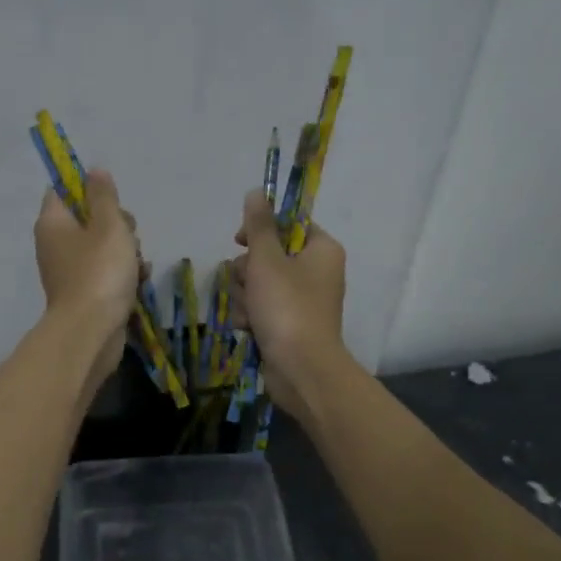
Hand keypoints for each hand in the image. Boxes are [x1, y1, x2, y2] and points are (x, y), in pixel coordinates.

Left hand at [35, 169, 144, 398]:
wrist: (91, 332)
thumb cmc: (99, 272)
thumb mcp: (108, 225)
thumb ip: (104, 196)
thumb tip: (94, 171)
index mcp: (53, 223)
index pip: (62, 190)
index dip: (88, 188)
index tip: (112, 199)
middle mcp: (55, 245)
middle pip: (88, 219)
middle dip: (117, 224)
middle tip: (128, 235)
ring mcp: (70, 272)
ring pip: (103, 247)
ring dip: (126, 251)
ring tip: (137, 263)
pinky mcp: (85, 294)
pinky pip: (107, 273)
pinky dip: (124, 274)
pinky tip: (140, 280)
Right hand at [229, 189, 347, 421]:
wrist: (301, 369)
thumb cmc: (287, 307)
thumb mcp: (267, 260)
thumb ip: (258, 226)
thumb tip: (256, 191)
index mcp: (321, 249)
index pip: (288, 224)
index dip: (260, 230)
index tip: (239, 241)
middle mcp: (316, 272)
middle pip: (268, 256)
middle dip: (247, 272)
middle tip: (248, 284)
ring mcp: (302, 301)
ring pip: (259, 284)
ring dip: (245, 297)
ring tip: (248, 313)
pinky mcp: (289, 325)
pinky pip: (261, 309)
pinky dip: (251, 317)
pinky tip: (248, 328)